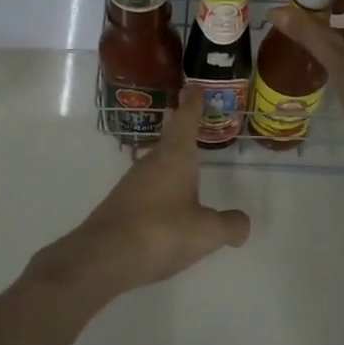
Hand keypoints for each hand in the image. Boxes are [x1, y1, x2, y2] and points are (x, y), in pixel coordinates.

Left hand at [30, 85, 250, 303]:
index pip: (186, 121)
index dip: (193, 104)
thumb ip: (229, 225)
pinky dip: (163, 187)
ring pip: (158, 163)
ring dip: (171, 159)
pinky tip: (169, 205)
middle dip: (181, 128)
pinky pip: (149, 187)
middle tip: (190, 116)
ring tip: (186, 162)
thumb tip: (242, 224)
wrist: (101, 258)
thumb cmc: (160, 233)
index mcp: (175, 157)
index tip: (193, 86)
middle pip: (169, 139)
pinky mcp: (122, 206)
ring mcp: (133, 184)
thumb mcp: (206, 232)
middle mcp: (151, 163)